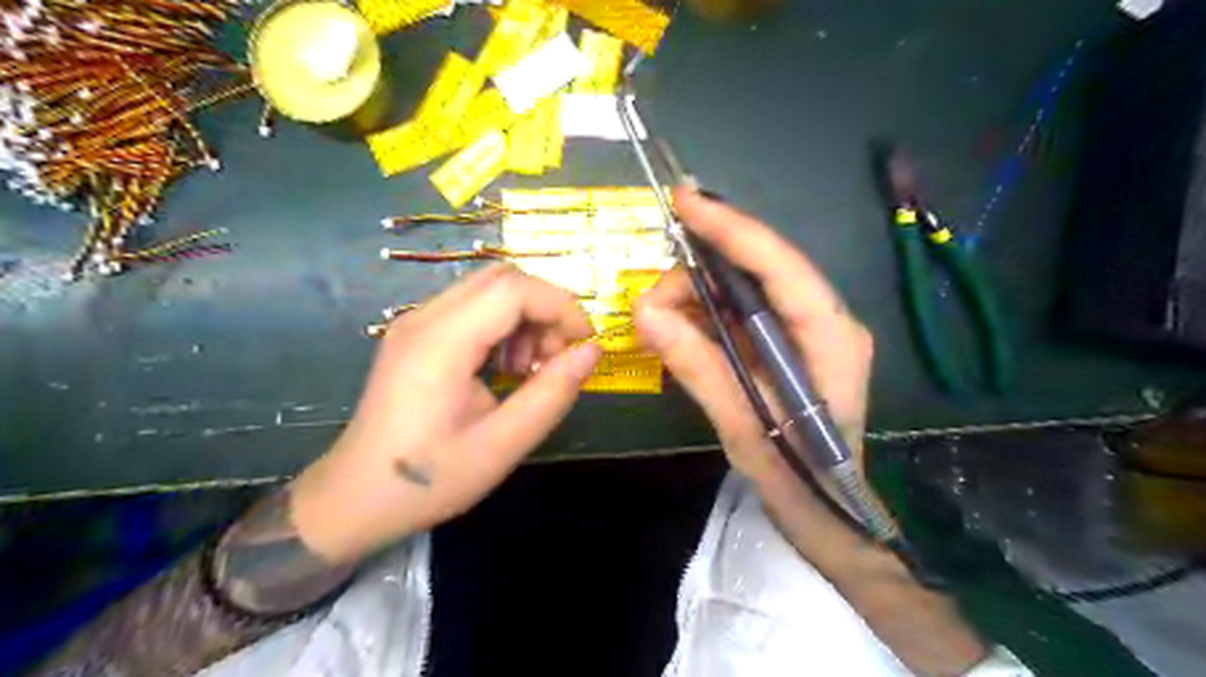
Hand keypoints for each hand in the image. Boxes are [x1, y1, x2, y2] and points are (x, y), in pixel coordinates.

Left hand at [289, 268, 596, 563]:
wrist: (355, 499)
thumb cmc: (428, 479)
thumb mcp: (502, 446)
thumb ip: (552, 393)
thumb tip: (592, 351)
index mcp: (440, 343)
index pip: (512, 289)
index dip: (560, 306)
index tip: (586, 343)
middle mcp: (424, 318)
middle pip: (501, 278)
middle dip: (545, 309)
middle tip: (560, 356)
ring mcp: (415, 322)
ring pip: (489, 289)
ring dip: (525, 317)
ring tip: (531, 368)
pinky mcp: (417, 334)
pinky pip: (473, 308)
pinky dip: (504, 326)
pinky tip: (506, 367)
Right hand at [635, 189, 871, 494]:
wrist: (828, 513)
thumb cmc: (797, 479)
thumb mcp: (742, 426)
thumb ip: (697, 367)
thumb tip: (644, 314)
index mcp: (831, 338)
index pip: (780, 266)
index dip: (731, 229)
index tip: (685, 202)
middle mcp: (827, 321)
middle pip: (760, 271)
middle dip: (699, 274)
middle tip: (650, 300)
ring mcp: (809, 331)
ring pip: (746, 290)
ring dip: (697, 296)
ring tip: (657, 320)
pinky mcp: (790, 344)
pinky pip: (743, 314)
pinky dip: (706, 316)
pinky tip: (678, 329)